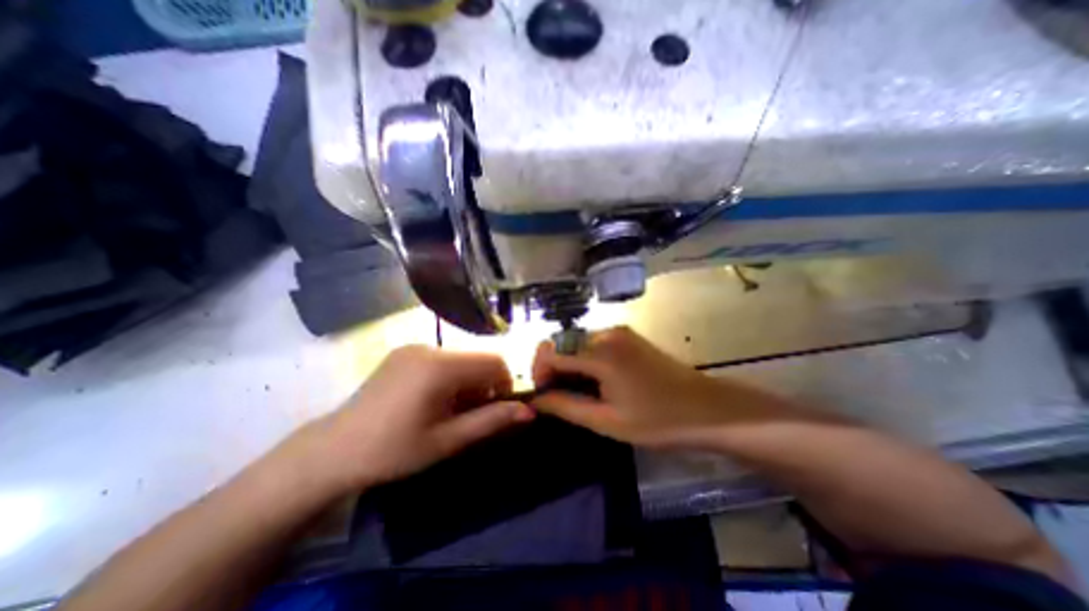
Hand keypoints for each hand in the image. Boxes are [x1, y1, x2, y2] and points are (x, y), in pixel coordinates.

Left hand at [288, 344, 533, 491]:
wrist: (331, 451)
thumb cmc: (392, 451)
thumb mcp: (446, 441)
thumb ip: (490, 422)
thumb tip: (529, 412)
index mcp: (440, 367)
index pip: (494, 362)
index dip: (505, 384)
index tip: (495, 410)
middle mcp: (429, 347)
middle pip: (477, 359)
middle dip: (484, 385)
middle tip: (470, 416)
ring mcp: (414, 347)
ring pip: (461, 359)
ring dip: (467, 381)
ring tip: (449, 410)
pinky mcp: (403, 352)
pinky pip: (442, 358)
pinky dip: (450, 376)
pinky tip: (432, 400)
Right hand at [530, 328, 796, 450]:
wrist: (708, 409)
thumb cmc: (658, 420)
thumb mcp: (607, 421)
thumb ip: (566, 407)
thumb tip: (536, 401)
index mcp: (600, 353)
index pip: (550, 352)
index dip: (539, 373)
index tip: (544, 396)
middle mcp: (606, 333)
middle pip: (562, 344)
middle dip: (553, 369)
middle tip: (559, 398)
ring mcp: (619, 331)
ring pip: (577, 343)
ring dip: (569, 365)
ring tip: (578, 393)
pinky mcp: (628, 336)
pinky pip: (593, 343)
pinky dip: (585, 359)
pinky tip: (596, 381)